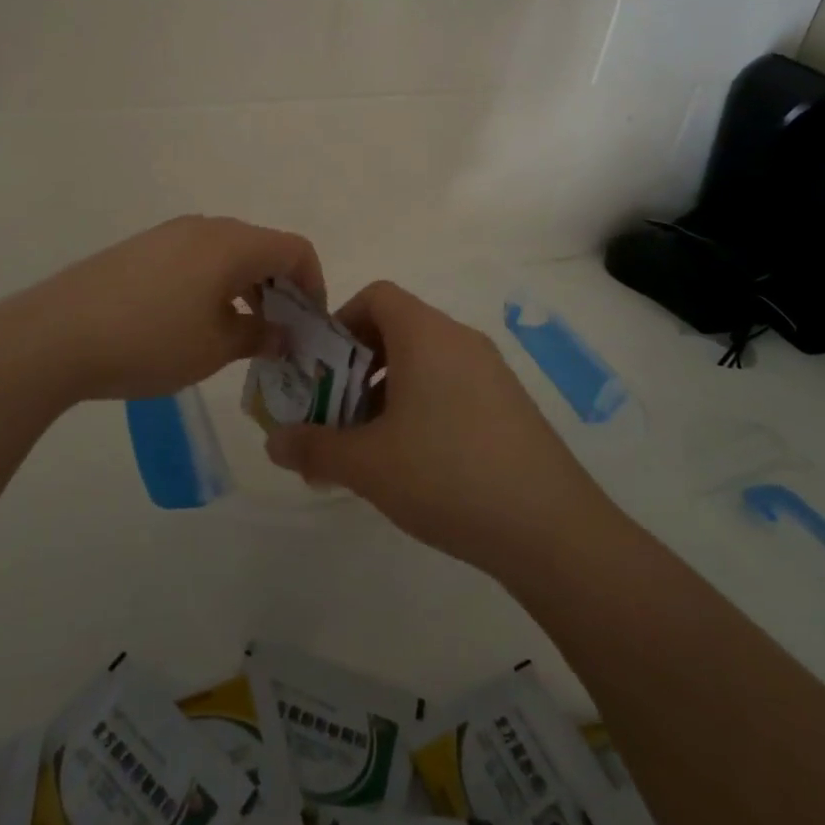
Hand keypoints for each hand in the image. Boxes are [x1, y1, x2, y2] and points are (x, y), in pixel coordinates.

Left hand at [16, 215, 325, 402]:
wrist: (55, 335)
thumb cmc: (149, 341)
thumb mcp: (215, 348)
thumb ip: (259, 335)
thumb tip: (282, 333)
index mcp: (232, 243)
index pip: (295, 249)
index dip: (313, 284)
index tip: (308, 325)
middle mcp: (204, 227)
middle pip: (262, 247)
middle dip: (279, 288)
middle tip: (277, 333)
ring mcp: (168, 234)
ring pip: (227, 253)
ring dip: (245, 287)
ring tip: (237, 332)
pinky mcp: (141, 249)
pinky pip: (195, 258)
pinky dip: (213, 283)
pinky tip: (193, 321)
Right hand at [264, 280, 604, 579]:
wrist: (550, 528)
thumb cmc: (446, 474)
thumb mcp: (368, 464)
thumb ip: (314, 447)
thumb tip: (273, 444)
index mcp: (426, 334)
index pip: (376, 296)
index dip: (341, 322)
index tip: (321, 368)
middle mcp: (460, 340)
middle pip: (397, 329)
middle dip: (356, 366)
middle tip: (336, 414)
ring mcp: (491, 372)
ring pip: (425, 362)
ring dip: (387, 392)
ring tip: (371, 446)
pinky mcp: (510, 405)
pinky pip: (452, 387)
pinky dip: (422, 407)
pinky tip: (416, 463)